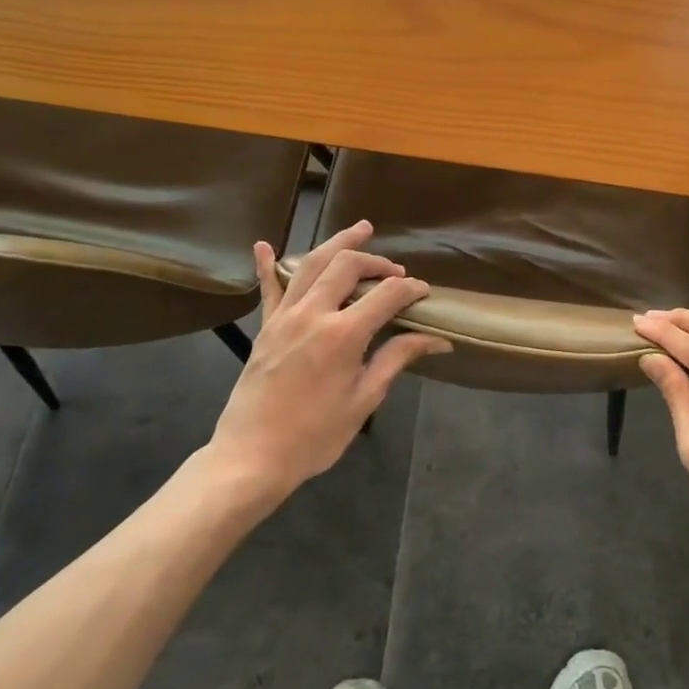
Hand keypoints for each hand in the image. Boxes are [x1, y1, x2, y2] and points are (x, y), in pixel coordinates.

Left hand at [203, 221, 450, 506]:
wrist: (251, 458)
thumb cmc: (315, 436)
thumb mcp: (364, 400)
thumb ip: (397, 359)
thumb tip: (437, 340)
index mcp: (343, 334)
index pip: (386, 295)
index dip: (410, 289)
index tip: (424, 293)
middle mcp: (313, 314)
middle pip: (347, 266)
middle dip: (377, 261)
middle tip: (395, 271)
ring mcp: (284, 317)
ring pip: (311, 264)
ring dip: (337, 244)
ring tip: (360, 230)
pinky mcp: (265, 327)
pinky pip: (268, 288)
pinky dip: (267, 265)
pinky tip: (263, 244)